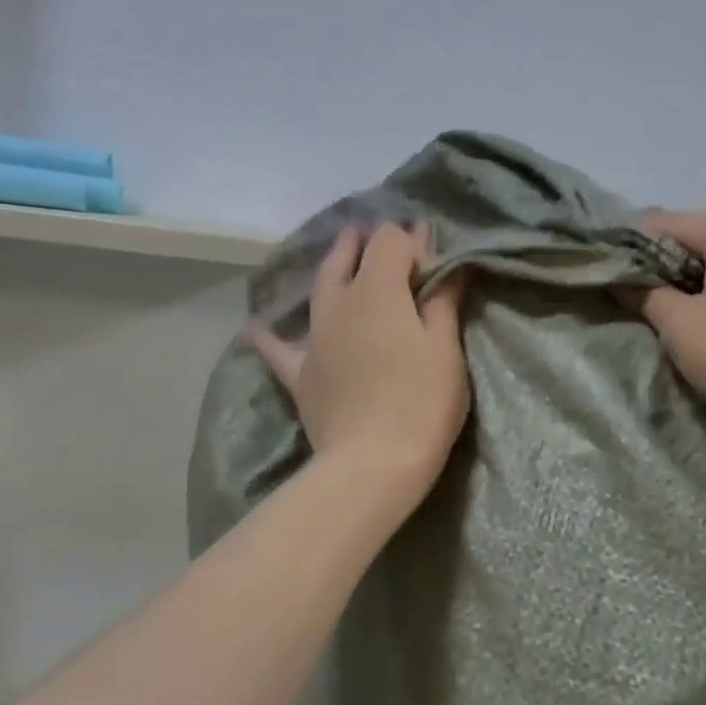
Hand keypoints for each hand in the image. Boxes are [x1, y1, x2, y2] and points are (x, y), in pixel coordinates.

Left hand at [250, 223, 469, 506]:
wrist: (373, 463)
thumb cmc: (422, 401)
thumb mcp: (445, 348)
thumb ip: (443, 301)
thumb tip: (447, 265)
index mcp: (378, 290)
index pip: (390, 241)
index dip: (411, 242)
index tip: (431, 262)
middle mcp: (339, 303)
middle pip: (347, 257)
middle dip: (364, 244)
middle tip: (380, 242)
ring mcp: (314, 338)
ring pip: (318, 290)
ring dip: (332, 270)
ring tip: (340, 259)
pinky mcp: (300, 374)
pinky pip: (279, 349)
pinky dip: (271, 336)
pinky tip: (258, 328)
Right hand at [625, 207, 705, 449]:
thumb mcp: (676, 323)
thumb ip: (644, 293)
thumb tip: (621, 281)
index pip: (665, 225)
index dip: (632, 249)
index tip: (610, 276)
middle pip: (699, 238)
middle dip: (665, 263)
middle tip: (637, 295)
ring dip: (696, 279)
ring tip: (673, 310)